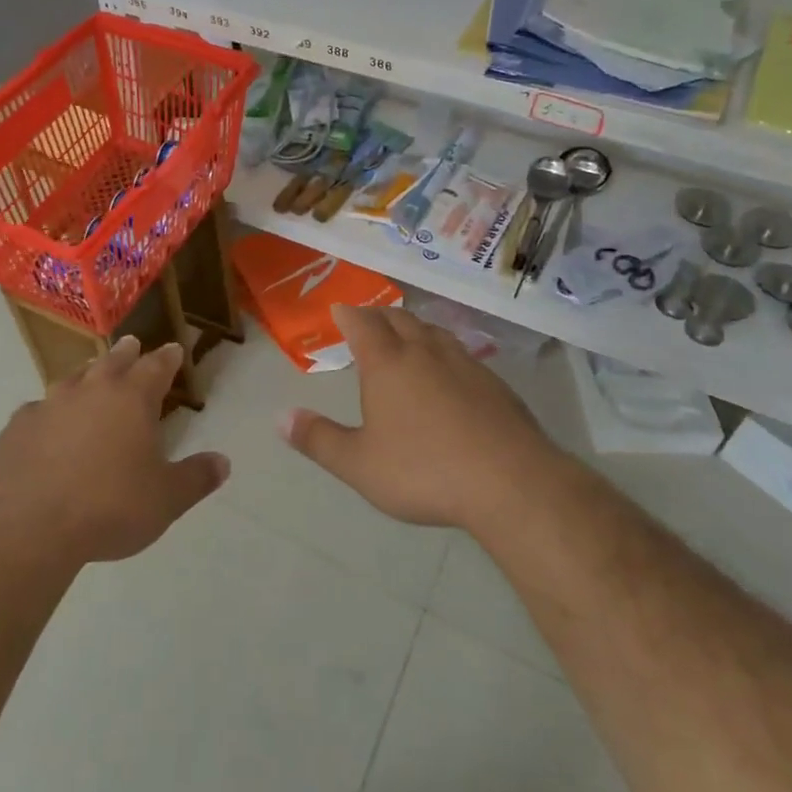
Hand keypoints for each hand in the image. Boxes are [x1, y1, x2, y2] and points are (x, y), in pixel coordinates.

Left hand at [0, 337, 228, 565]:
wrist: (28, 526)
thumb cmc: (108, 507)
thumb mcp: (165, 500)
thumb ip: (196, 478)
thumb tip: (223, 462)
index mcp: (132, 399)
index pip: (156, 367)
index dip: (168, 358)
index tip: (174, 349)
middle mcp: (91, 390)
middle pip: (113, 361)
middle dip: (126, 353)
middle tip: (132, 344)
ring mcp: (49, 405)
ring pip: (72, 379)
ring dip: (85, 375)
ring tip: (89, 375)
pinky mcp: (17, 427)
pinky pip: (37, 411)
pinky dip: (47, 413)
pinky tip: (45, 425)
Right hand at [280, 306, 553, 531]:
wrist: (511, 481)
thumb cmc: (424, 470)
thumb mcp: (359, 464)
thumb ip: (318, 439)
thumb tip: (280, 417)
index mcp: (387, 363)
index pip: (362, 323)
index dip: (348, 314)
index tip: (339, 309)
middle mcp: (424, 352)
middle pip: (399, 318)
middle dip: (379, 315)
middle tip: (368, 320)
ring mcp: (464, 363)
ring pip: (433, 332)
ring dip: (414, 328)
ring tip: (406, 337)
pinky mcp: (494, 383)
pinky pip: (461, 354)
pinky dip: (444, 352)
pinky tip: (449, 373)